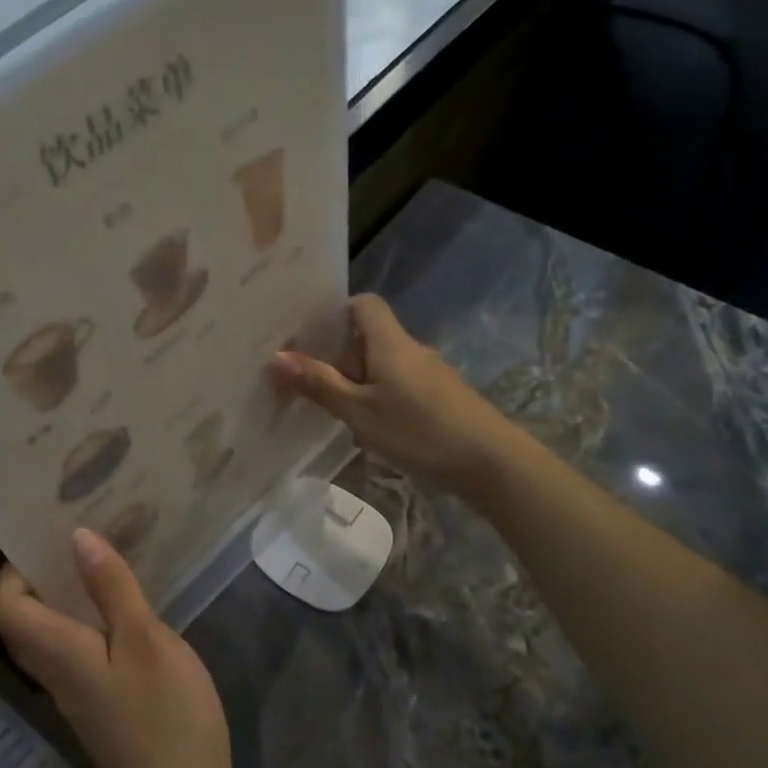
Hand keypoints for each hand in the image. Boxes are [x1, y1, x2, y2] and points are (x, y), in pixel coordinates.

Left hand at [0, 531, 232, 767]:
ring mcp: (76, 692)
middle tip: (76, 545)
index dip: (14, 571)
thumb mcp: (145, 639)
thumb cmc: (164, 714)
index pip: (5, 606)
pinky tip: (124, 611)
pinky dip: (87, 624)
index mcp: (56, 651)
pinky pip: (75, 653)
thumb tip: (77, 538)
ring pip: (50, 637)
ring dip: (65, 600)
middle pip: (22, 621)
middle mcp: (54, 672)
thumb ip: (110, 588)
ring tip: (102, 566)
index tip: (47, 542)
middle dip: (40, 579)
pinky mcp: (99, 705)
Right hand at [273, 293, 511, 498]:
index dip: (337, 312)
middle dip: (338, 359)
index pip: (364, 304)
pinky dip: (379, 399)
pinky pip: (399, 386)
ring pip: (382, 367)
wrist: (491, 463)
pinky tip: (370, 430)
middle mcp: (411, 350)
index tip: (310, 336)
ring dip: (357, 384)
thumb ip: (319, 384)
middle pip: (368, 340)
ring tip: (333, 413)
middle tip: (307, 386)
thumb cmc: (419, 430)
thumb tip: (277, 357)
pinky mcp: (440, 399)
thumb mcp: (359, 411)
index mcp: (390, 343)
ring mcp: (429, 375)